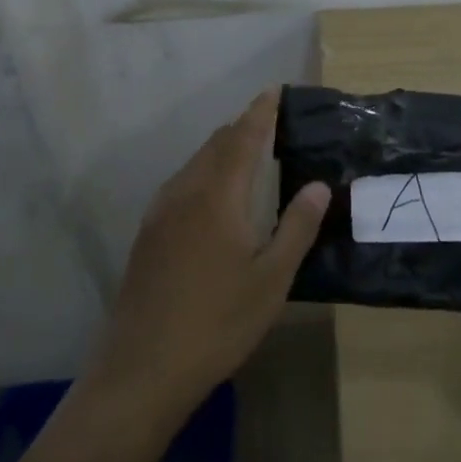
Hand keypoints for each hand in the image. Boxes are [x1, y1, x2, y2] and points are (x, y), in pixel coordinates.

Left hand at [91, 89, 329, 420]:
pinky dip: (204, 173)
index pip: (243, 138)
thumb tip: (319, 186)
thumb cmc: (217, 323)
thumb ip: (297, 227)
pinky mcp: (147, 234)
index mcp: (218, 196)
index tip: (275, 91)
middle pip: (216, 145)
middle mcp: (185, 192)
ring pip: (195, 163)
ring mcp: (160, 213)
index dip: (261, 112)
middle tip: (270, 125)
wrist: (141, 370)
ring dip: (222, 151)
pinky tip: (214, 197)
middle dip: (243, 128)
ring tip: (248, 155)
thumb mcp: (271, 280)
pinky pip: (181, 184)